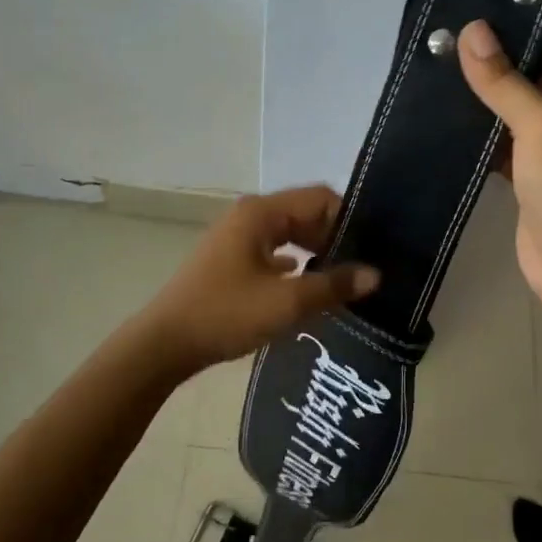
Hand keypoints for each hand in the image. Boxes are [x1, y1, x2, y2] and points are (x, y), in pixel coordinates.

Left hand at [136, 186, 379, 375]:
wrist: (165, 343)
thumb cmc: (226, 314)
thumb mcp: (286, 302)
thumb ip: (333, 285)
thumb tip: (375, 275)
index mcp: (262, 212)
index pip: (320, 198)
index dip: (349, 220)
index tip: (373, 249)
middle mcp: (250, 215)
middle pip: (306, 214)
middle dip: (335, 237)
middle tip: (364, 267)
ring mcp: (237, 237)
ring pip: (290, 234)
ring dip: (316, 252)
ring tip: (343, 280)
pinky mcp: (231, 260)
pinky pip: (273, 252)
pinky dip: (295, 266)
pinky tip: (310, 289)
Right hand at [457, 21, 541, 315]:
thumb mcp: (540, 126)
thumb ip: (504, 79)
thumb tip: (471, 30)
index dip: (516, 21)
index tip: (467, 8)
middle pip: (531, 66)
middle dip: (489, 55)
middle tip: (439, 36)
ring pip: (512, 101)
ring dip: (479, 91)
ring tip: (433, 65)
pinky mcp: (530, 166)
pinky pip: (501, 133)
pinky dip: (477, 125)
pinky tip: (441, 111)